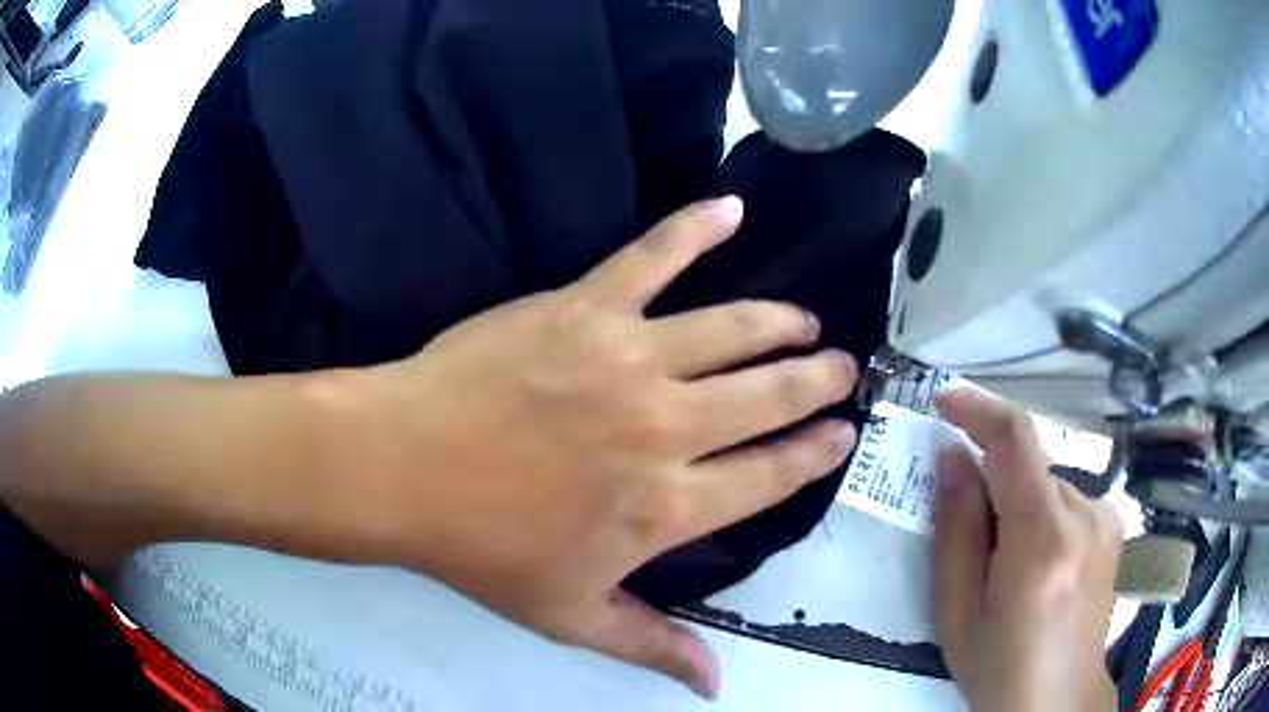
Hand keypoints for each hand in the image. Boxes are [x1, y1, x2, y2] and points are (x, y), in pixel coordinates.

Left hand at [341, 197, 858, 696]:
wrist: (402, 469)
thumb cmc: (483, 549)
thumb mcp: (571, 616)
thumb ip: (652, 646)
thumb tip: (716, 684)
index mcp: (668, 507)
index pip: (770, 476)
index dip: (813, 454)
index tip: (841, 435)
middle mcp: (667, 429)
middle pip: (769, 397)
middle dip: (817, 382)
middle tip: (842, 367)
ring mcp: (628, 358)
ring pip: (733, 330)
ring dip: (780, 324)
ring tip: (805, 322)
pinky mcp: (585, 308)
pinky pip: (652, 257)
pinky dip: (695, 229)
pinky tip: (730, 208)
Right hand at [933, 390, 1122, 711]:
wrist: (1059, 699)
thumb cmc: (1000, 668)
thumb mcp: (958, 614)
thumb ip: (956, 532)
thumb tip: (952, 458)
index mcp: (1042, 541)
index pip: (1016, 441)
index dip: (979, 408)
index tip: (944, 401)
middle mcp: (1084, 515)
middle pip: (1029, 468)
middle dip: (991, 486)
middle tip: (969, 543)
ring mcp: (1105, 518)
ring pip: (1046, 485)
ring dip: (1016, 507)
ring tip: (1006, 570)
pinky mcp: (1113, 525)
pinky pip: (1066, 499)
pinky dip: (1041, 516)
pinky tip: (1038, 566)